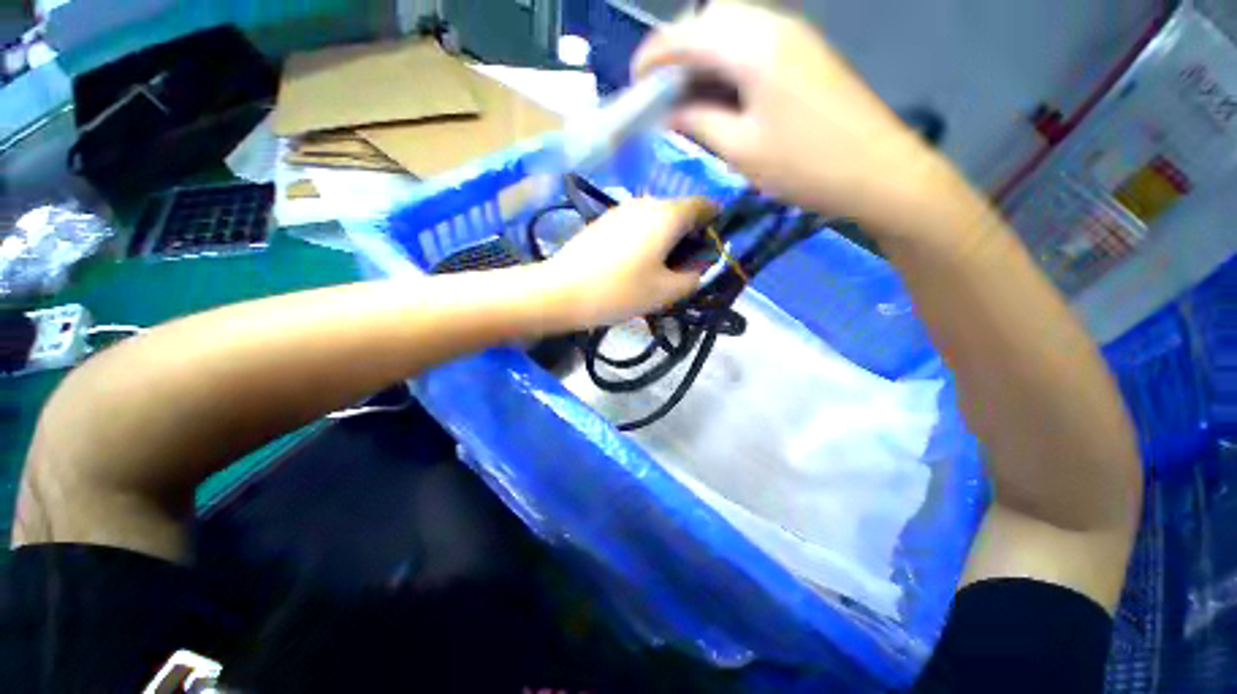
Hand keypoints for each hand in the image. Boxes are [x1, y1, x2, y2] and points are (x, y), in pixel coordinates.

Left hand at [543, 197, 714, 327]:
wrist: (562, 291)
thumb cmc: (619, 292)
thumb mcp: (666, 292)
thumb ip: (693, 277)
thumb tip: (700, 265)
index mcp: (667, 215)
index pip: (705, 206)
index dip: (715, 225)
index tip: (711, 250)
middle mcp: (646, 203)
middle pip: (680, 213)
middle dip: (689, 237)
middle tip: (683, 270)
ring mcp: (621, 209)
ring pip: (657, 220)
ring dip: (666, 241)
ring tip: (657, 272)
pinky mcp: (605, 221)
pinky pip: (637, 226)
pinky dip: (646, 241)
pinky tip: (634, 266)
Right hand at [633, 4, 959, 235]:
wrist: (877, 170)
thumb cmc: (804, 166)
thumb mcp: (740, 149)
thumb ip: (698, 121)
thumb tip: (668, 110)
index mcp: (753, 47)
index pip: (687, 35)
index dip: (653, 55)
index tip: (634, 83)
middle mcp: (773, 25)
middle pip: (709, 21)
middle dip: (677, 50)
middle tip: (662, 92)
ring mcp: (794, 36)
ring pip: (731, 29)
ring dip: (702, 55)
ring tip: (687, 96)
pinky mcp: (805, 52)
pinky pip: (753, 42)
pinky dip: (727, 61)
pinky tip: (721, 92)